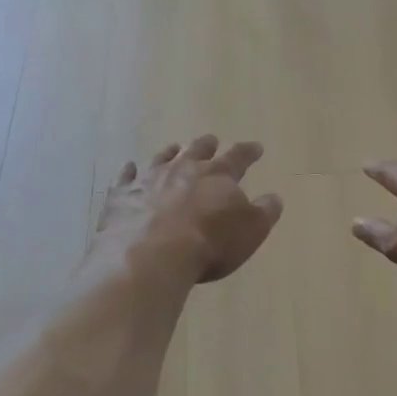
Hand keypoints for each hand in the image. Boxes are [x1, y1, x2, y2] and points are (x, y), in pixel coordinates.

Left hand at [94, 135, 283, 282]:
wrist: (152, 255)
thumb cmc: (209, 244)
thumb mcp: (251, 231)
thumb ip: (264, 211)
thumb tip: (274, 197)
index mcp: (218, 176)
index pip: (238, 158)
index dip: (249, 152)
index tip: (256, 147)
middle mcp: (183, 169)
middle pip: (198, 151)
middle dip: (207, 146)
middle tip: (211, 139)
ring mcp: (149, 179)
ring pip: (161, 158)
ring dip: (169, 153)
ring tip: (173, 147)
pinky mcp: (122, 196)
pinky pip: (125, 178)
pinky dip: (128, 172)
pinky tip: (128, 168)